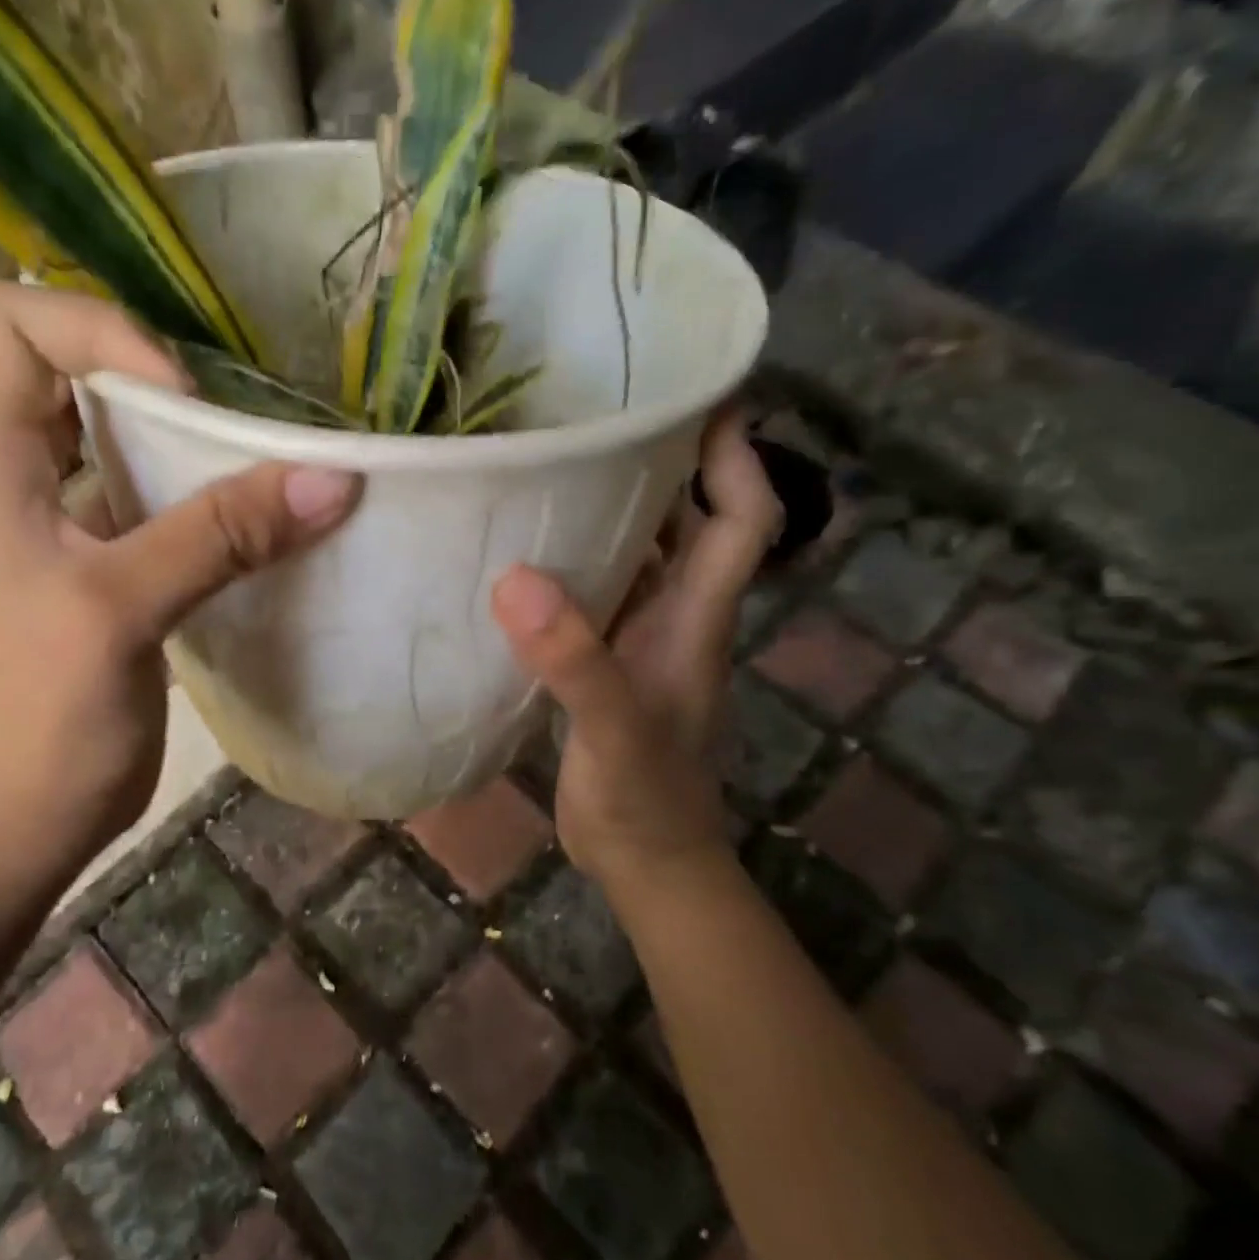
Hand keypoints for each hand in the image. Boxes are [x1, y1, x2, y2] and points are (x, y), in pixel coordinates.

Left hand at [0, 282, 358, 886]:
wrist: (20, 817)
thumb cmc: (45, 715)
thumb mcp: (126, 609)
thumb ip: (223, 535)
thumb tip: (333, 479)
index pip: (8, 321)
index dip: (99, 333)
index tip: (180, 400)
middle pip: (42, 364)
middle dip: (125, 368)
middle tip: (201, 413)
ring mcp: (36, 523)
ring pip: (81, 429)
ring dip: (148, 427)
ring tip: (220, 452)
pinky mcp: (77, 566)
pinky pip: (116, 491)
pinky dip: (166, 484)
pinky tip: (222, 514)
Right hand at [490, 409, 779, 887]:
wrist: (649, 864)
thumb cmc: (646, 801)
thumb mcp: (614, 731)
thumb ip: (576, 662)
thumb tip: (516, 580)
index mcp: (696, 618)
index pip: (742, 519)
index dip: (735, 457)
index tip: (703, 394)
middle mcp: (678, 618)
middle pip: (691, 523)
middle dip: (666, 464)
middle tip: (606, 414)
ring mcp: (643, 642)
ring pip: (643, 557)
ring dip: (616, 511)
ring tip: (558, 464)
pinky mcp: (608, 665)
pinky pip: (600, 595)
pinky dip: (575, 565)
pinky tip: (527, 553)